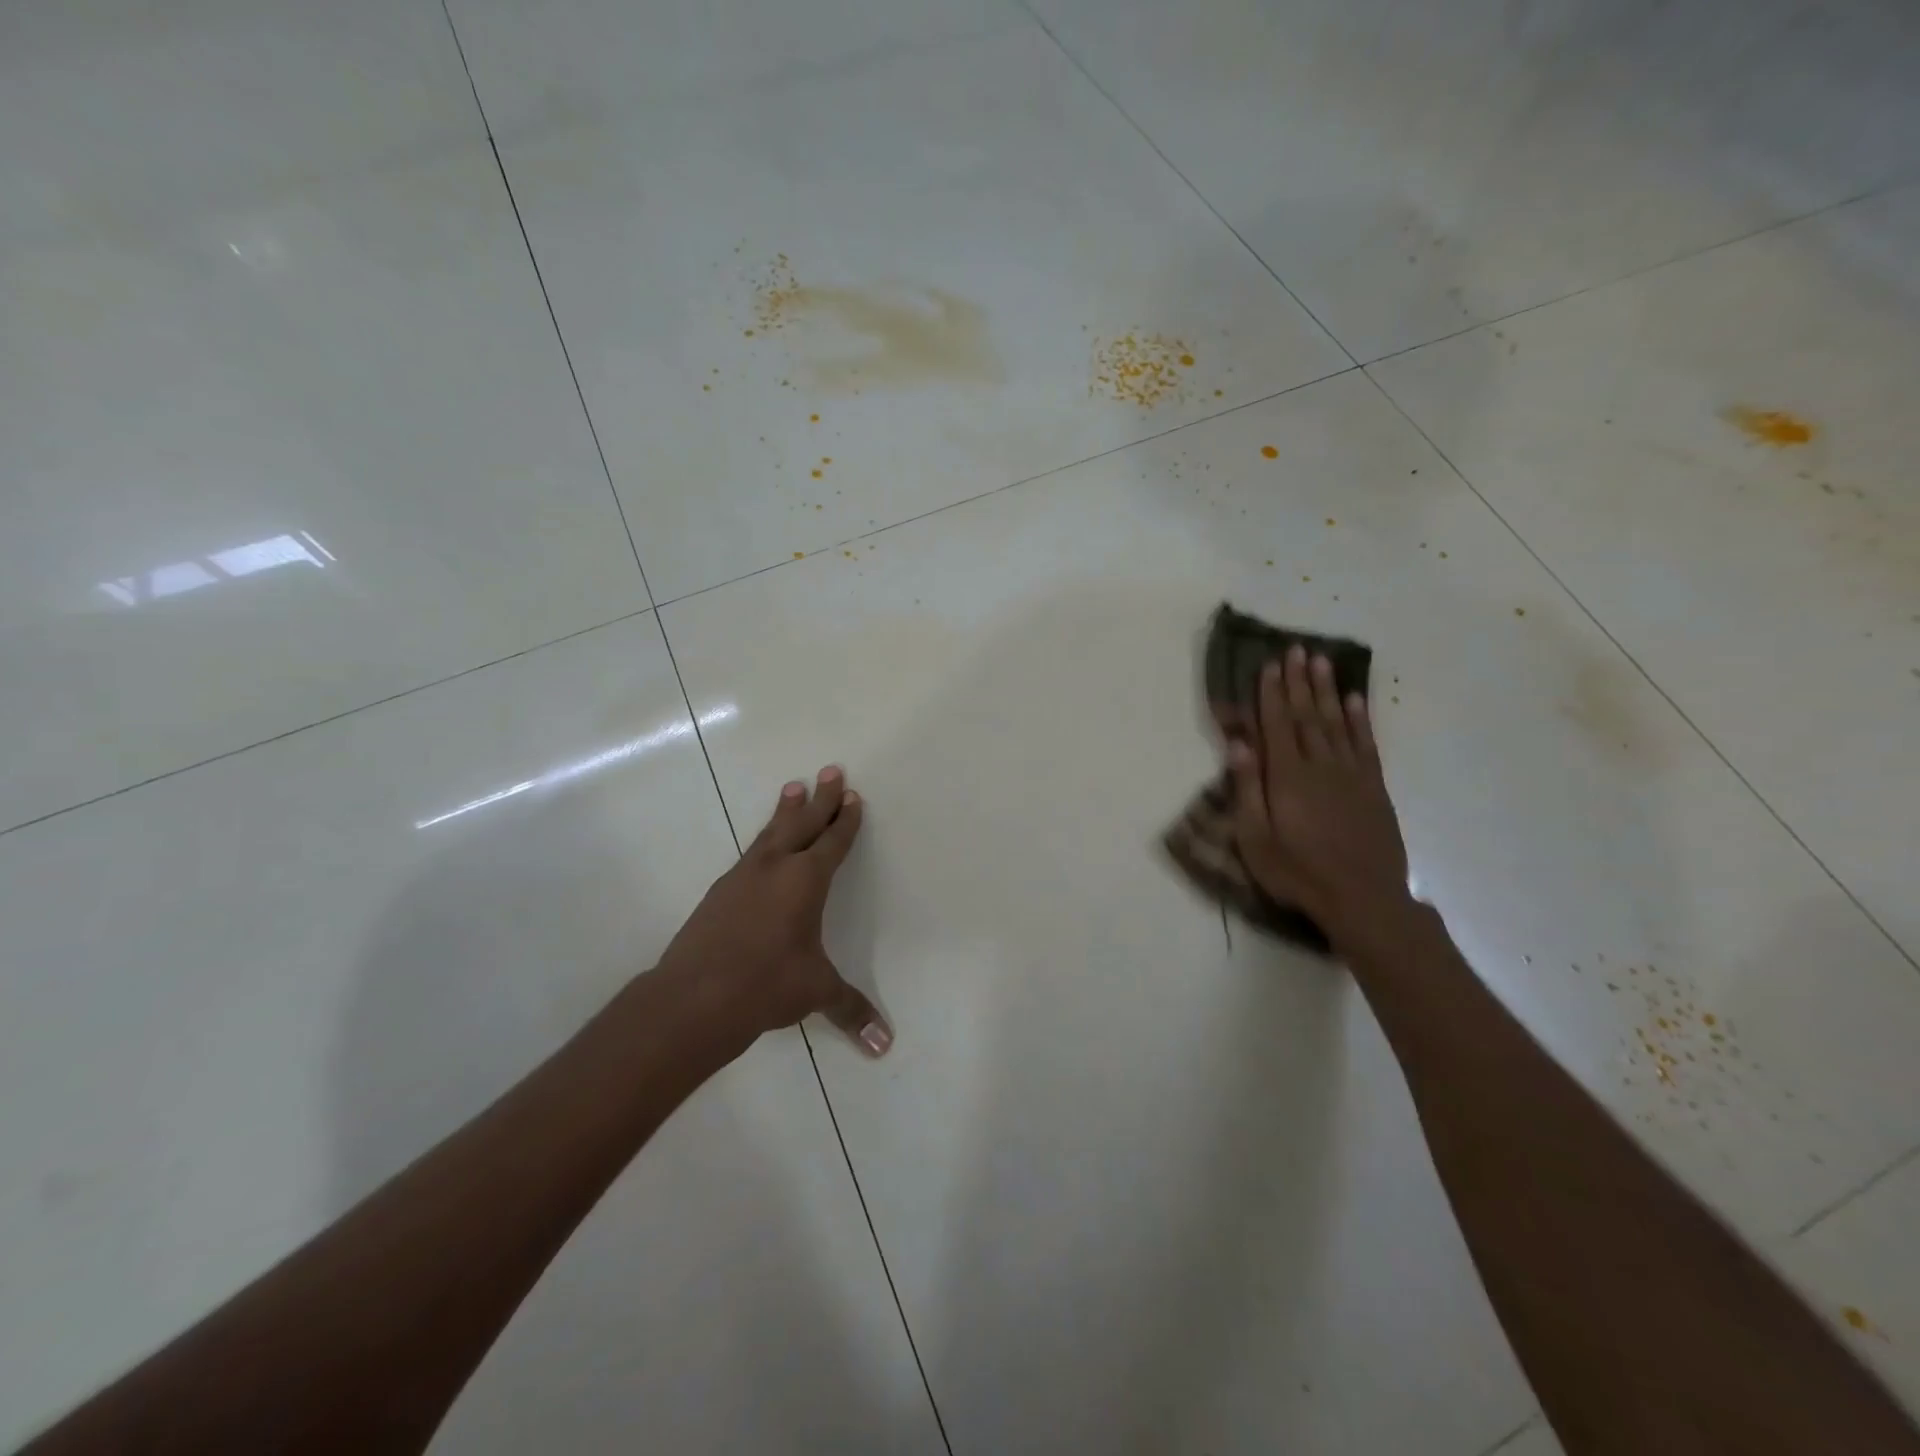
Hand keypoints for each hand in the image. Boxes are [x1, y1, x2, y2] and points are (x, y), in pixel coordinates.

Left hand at [657, 766, 891, 1056]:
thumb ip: (851, 1010)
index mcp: (806, 880)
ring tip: (792, 788)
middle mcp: (775, 868)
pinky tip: (761, 849)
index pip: (832, 842)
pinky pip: (750, 854)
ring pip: (770, 833)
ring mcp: (742, 877)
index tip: (852, 797)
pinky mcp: (719, 893)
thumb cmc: (766, 985)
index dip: (845, 821)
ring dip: (785, 811)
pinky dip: (763, 841)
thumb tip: (885, 1045)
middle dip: (820, 799)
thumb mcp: (815, 992)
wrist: (693, 997)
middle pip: (803, 824)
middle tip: (830, 770)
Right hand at [1219, 647, 1412, 942]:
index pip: (1277, 725)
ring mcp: (1351, 775)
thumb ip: (1247, 789)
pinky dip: (1359, 719)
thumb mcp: (1256, 839)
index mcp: (1287, 777)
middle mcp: (1320, 766)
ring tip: (1322, 661)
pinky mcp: (1373, 788)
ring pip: (1336, 722)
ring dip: (1327, 690)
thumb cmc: (1298, 872)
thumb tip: (1238, 744)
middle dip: (1299, 681)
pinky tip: (1355, 700)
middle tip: (1296, 649)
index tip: (1269, 665)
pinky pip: (1365, 744)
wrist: (1363, 899)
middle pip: (1307, 715)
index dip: (1271, 693)